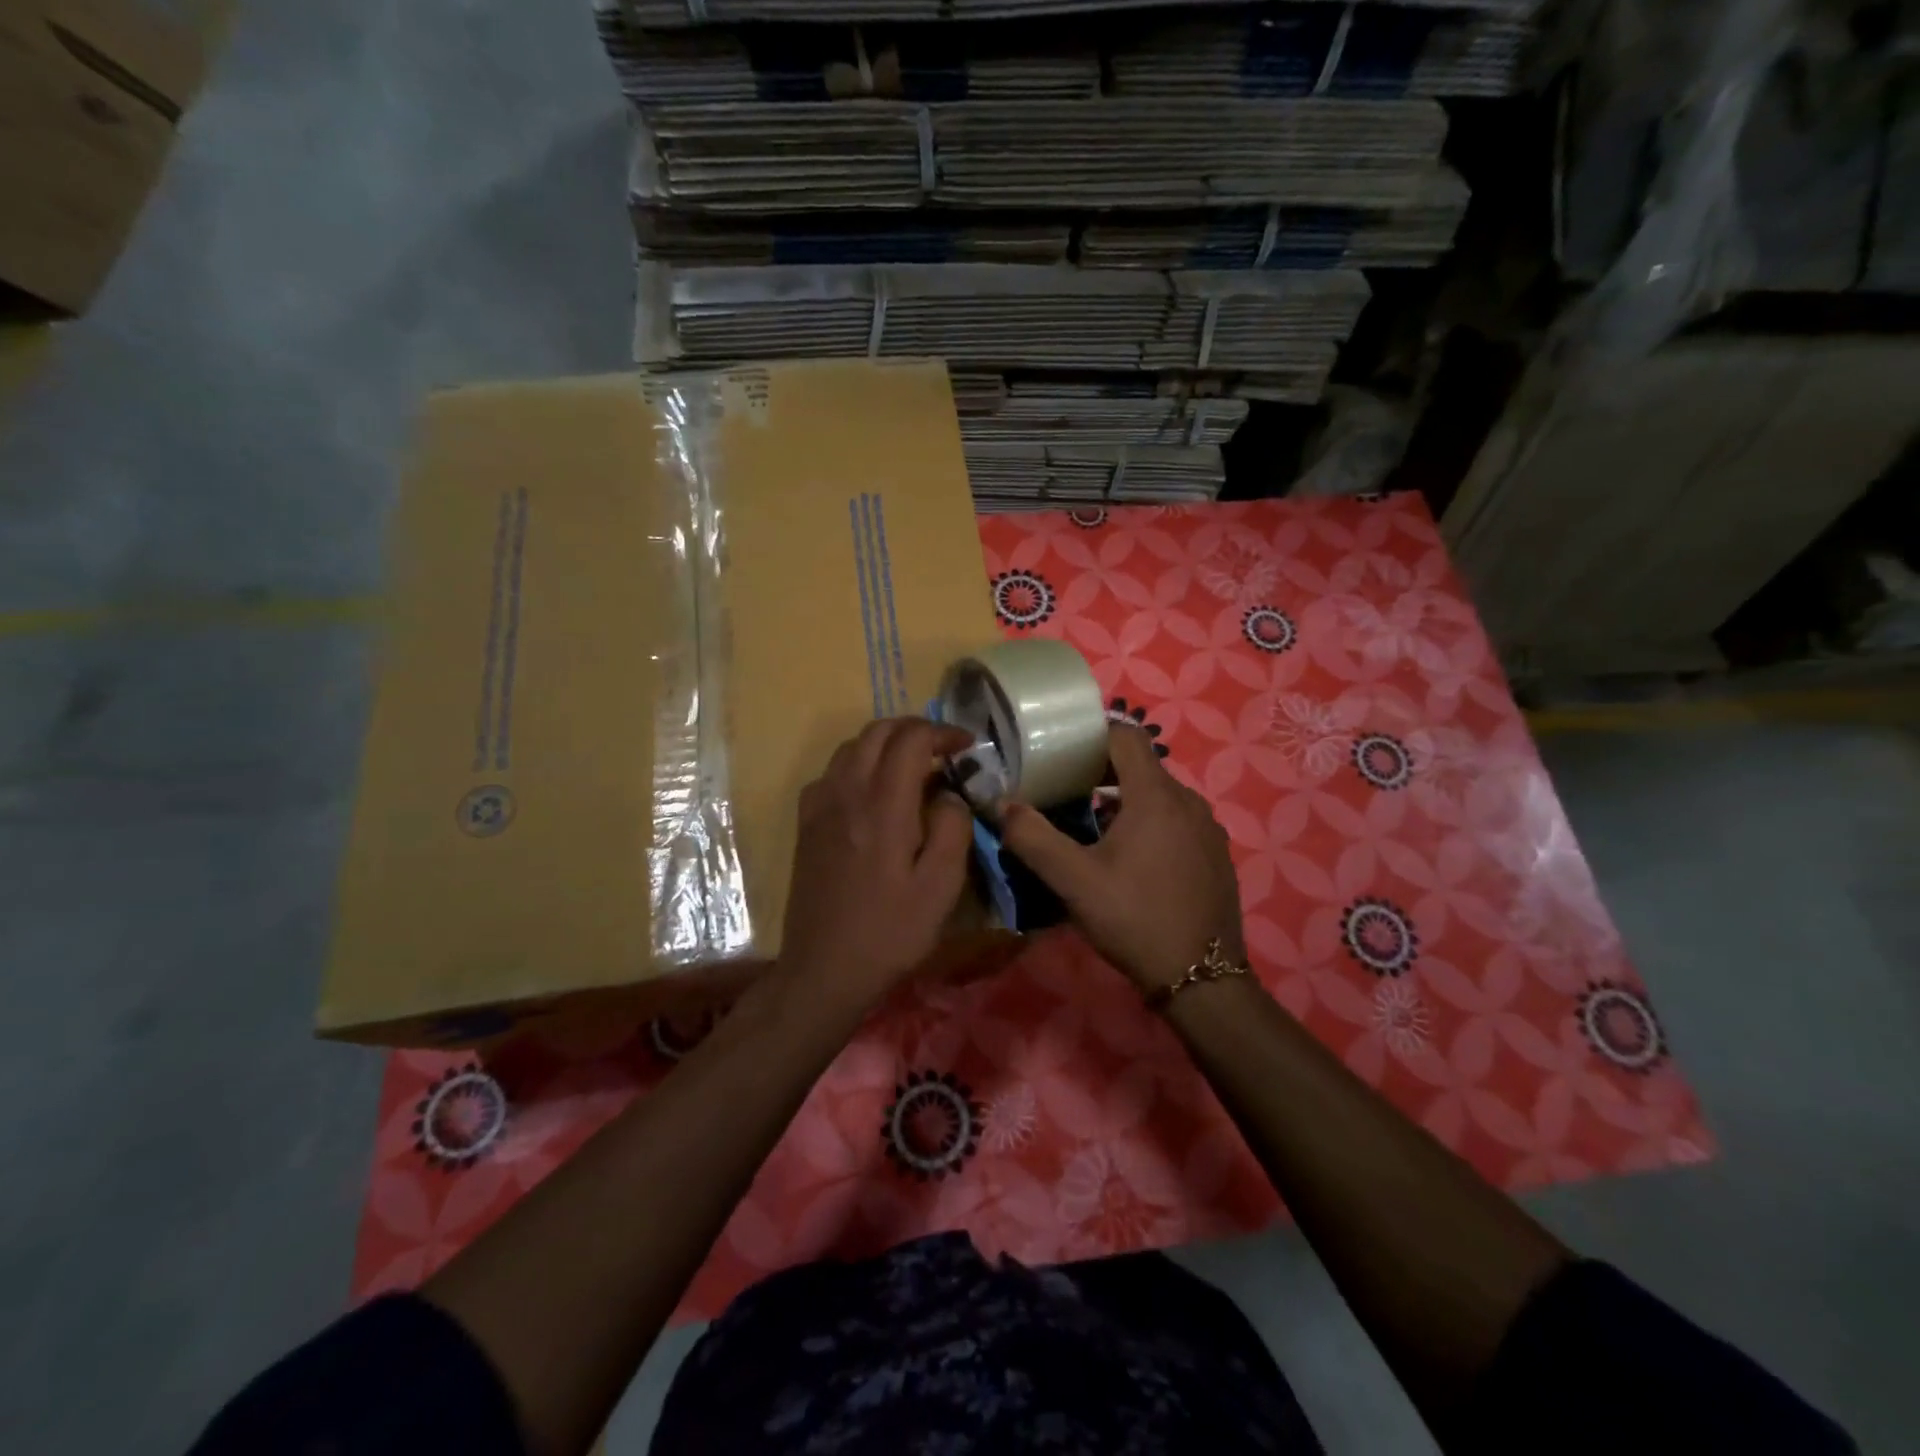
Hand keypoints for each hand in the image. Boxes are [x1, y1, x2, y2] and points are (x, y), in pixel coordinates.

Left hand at [780, 717, 976, 1003]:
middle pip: (877, 731)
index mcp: (883, 805)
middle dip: (914, 729)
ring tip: (912, 765)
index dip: (942, 732)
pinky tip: (873, 792)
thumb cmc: (890, 931)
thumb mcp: (941, 886)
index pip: (911, 739)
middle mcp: (846, 792)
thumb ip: (953, 828)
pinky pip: (832, 772)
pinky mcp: (806, 823)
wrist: (824, 968)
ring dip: (885, 742)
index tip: (967, 746)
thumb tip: (948, 794)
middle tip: (943, 749)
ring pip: (851, 747)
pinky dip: (858, 763)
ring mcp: (820, 806)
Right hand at [999, 724, 1244, 992]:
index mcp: (1156, 796)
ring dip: (1126, 800)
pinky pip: (1178, 820)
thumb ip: (1033, 838)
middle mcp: (1188, 802)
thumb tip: (1001, 804)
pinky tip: (1131, 859)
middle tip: (1066, 791)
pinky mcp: (1216, 854)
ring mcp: (1208, 829)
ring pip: (1160, 795)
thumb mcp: (1074, 881)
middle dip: (1102, 771)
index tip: (1062, 753)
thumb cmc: (1134, 918)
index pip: (1126, 736)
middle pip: (1142, 766)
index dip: (1092, 736)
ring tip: (1092, 826)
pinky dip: (1151, 822)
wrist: (1202, 977)